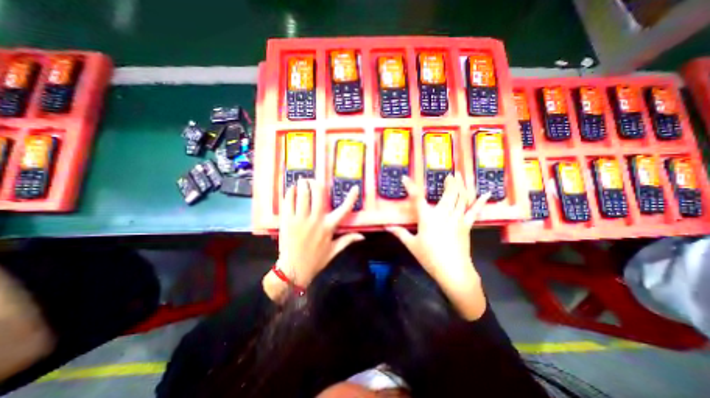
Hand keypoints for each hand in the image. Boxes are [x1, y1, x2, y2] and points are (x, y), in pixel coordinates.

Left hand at [267, 177, 365, 300]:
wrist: (293, 270)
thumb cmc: (315, 260)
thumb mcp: (334, 251)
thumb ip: (348, 240)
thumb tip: (362, 236)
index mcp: (329, 227)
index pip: (344, 210)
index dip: (351, 198)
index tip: (354, 187)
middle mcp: (316, 220)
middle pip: (318, 195)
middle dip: (316, 183)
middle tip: (314, 180)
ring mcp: (301, 220)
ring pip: (303, 195)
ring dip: (303, 184)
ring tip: (302, 180)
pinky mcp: (287, 221)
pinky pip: (289, 202)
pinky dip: (290, 193)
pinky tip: (292, 189)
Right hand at [386, 174, 490, 320]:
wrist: (453, 271)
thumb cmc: (429, 257)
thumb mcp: (412, 245)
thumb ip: (400, 233)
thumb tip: (386, 227)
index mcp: (427, 218)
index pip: (417, 198)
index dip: (410, 187)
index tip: (405, 178)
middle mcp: (443, 214)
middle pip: (448, 193)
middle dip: (449, 182)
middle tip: (449, 174)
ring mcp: (457, 218)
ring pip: (461, 198)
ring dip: (461, 185)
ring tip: (460, 176)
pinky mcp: (467, 225)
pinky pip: (474, 211)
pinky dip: (480, 201)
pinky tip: (487, 193)